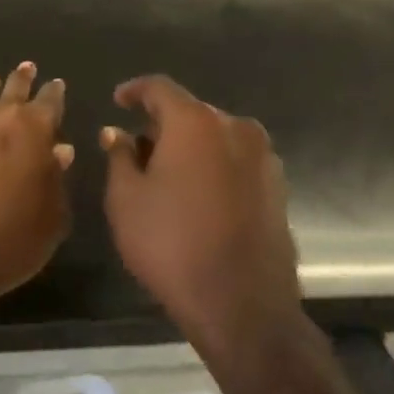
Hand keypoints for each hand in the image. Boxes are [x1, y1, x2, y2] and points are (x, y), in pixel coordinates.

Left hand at [0, 62, 73, 320]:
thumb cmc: (5, 244)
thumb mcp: (50, 220)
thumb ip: (56, 181)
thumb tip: (59, 151)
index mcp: (31, 131)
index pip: (49, 102)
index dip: (55, 93)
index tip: (57, 85)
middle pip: (12, 91)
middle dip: (23, 80)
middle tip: (28, 68)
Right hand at [101, 75, 299, 351]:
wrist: (242, 305)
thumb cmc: (172, 245)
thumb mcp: (126, 199)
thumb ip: (119, 156)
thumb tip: (116, 132)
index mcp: (195, 122)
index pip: (160, 88)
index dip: (134, 90)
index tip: (117, 101)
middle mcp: (235, 128)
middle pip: (190, 112)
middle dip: (161, 125)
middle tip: (136, 150)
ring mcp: (263, 157)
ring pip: (216, 137)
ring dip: (190, 147)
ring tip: (166, 177)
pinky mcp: (277, 187)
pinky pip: (236, 161)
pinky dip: (213, 167)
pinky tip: (197, 197)